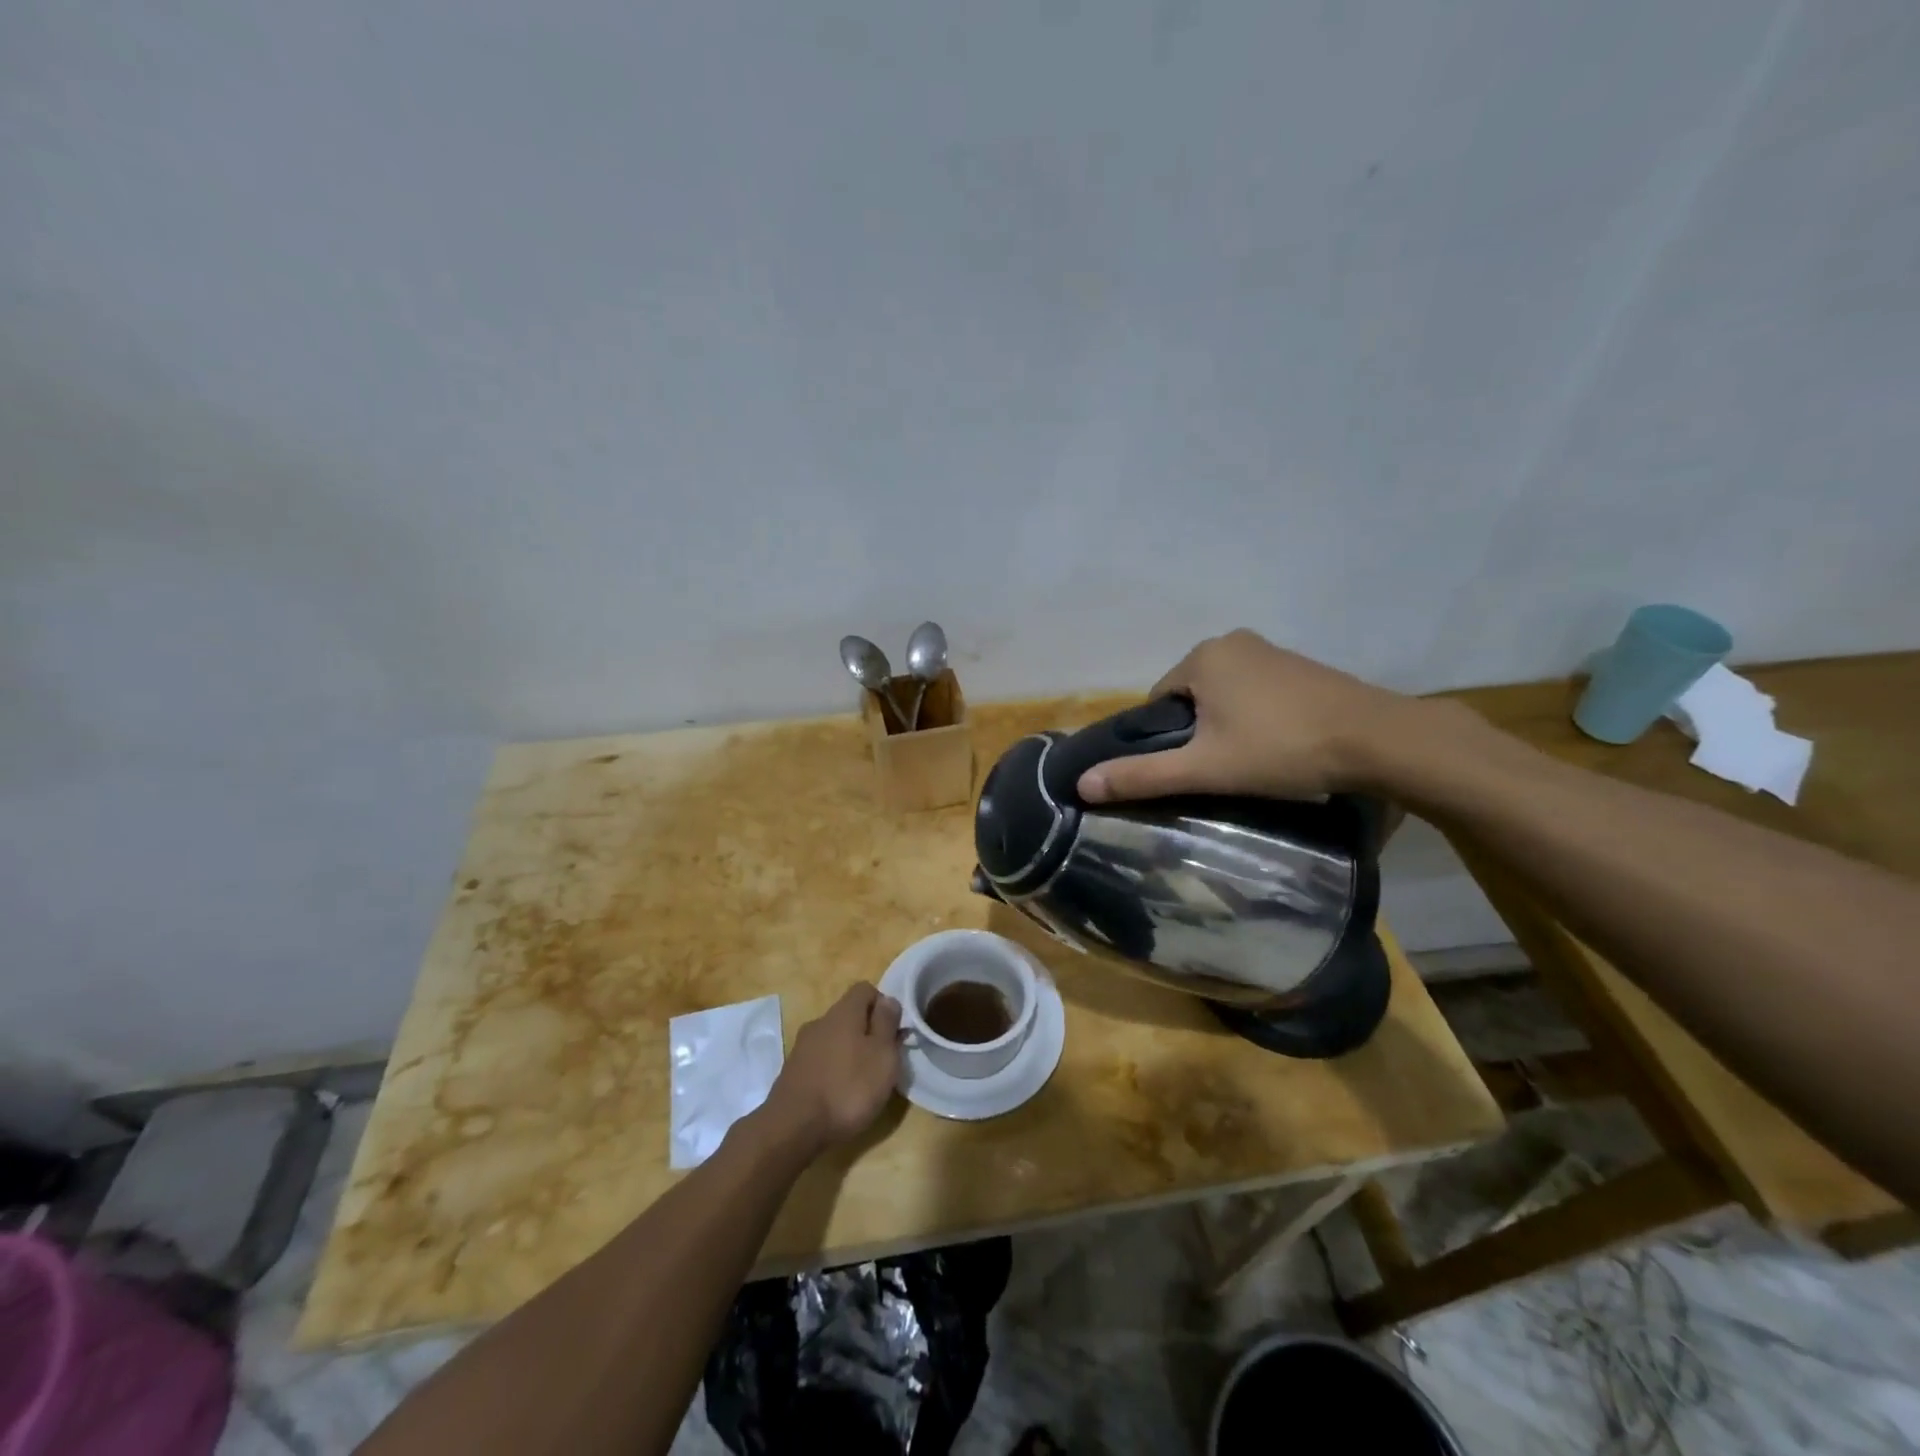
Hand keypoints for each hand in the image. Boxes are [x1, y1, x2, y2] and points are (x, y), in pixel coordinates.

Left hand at [763, 983, 902, 1153]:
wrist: (792, 1128)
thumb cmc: (848, 1088)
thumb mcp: (882, 1055)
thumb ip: (887, 1024)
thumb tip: (888, 1000)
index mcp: (843, 1012)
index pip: (865, 989)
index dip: (883, 1005)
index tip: (893, 1032)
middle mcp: (820, 1022)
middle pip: (849, 1015)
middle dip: (867, 1032)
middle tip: (882, 1061)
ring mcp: (802, 1047)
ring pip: (833, 1039)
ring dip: (849, 1053)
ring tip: (862, 1082)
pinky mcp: (792, 1072)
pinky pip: (820, 1061)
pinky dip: (832, 1070)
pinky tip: (838, 1095)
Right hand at [1077, 629, 1418, 803]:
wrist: (1378, 740)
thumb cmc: (1281, 748)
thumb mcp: (1205, 768)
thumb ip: (1143, 775)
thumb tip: (1081, 784)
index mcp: (1202, 656)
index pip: (1157, 700)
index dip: (1166, 738)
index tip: (1190, 767)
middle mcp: (1232, 641)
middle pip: (1190, 695)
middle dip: (1197, 731)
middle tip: (1219, 769)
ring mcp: (1270, 650)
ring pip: (1224, 694)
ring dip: (1226, 724)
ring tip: (1249, 762)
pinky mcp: (1300, 665)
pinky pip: (1255, 691)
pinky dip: (1255, 716)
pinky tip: (1276, 745)